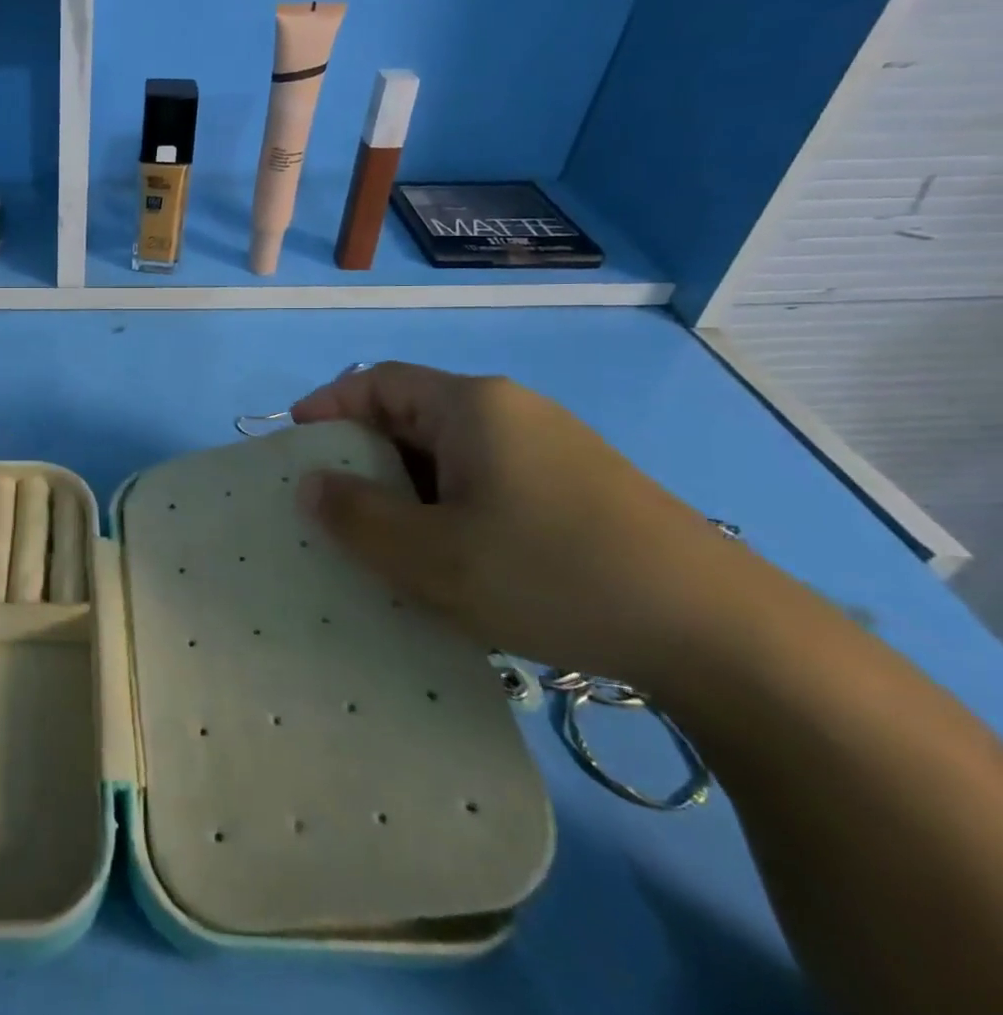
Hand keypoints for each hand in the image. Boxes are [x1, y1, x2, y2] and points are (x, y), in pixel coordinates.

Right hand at [291, 362, 769, 693]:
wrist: (721, 632)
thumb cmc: (549, 573)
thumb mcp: (430, 555)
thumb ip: (356, 516)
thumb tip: (311, 485)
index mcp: (472, 406)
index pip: (379, 382)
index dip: (330, 404)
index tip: (295, 441)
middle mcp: (512, 411)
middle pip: (414, 414)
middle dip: (365, 454)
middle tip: (332, 502)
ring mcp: (553, 449)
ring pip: (452, 454)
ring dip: (408, 487)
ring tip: (385, 538)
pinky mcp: (581, 488)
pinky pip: (489, 480)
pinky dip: (451, 506)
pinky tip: (453, 557)